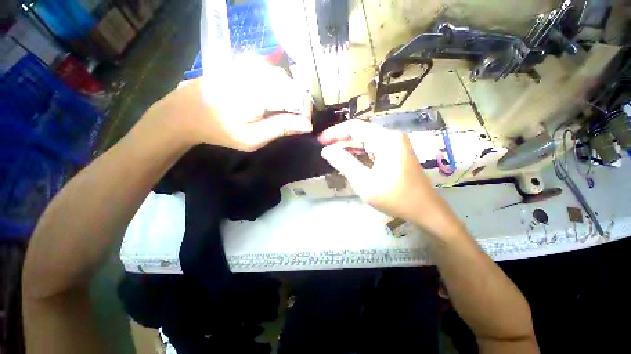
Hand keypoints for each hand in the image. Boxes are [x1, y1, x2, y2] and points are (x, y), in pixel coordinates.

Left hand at [149, 55, 312, 150]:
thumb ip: (281, 128)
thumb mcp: (252, 138)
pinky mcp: (243, 62)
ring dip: (288, 95)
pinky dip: (277, 87)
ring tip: (280, 111)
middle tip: (292, 120)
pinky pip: (271, 72)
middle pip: (293, 85)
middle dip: (298, 104)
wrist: (186, 112)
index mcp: (259, 93)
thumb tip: (307, 125)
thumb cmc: (220, 131)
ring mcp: (249, 64)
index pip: (297, 97)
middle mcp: (256, 72)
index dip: (305, 111)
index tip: (304, 124)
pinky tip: (269, 99)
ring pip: (284, 78)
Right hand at [319, 120, 462, 234]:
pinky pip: (373, 148)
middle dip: (341, 140)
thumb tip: (326, 150)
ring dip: (349, 147)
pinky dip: (359, 153)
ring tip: (333, 155)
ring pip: (366, 140)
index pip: (354, 127)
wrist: (425, 210)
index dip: (334, 132)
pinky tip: (349, 160)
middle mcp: (391, 136)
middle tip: (324, 150)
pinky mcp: (395, 153)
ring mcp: (395, 144)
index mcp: (385, 139)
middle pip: (360, 132)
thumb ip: (343, 163)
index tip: (320, 141)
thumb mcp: (364, 182)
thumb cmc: (394, 197)